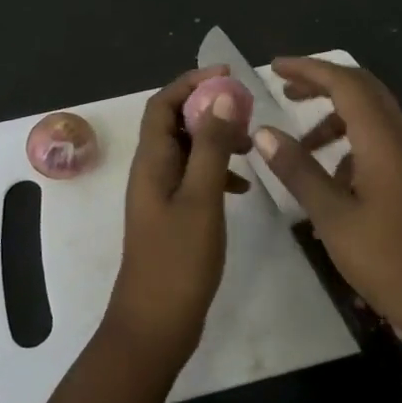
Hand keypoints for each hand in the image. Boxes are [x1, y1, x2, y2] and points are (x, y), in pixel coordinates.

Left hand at [104, 65, 251, 377]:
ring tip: (250, 147)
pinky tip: (242, 186)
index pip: (163, 103)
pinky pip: (193, 176)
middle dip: (208, 108)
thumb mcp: (201, 198)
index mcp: (152, 160)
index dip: (191, 82)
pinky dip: (216, 171)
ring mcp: (160, 194)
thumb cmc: (178, 261)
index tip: (227, 76)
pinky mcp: (171, 215)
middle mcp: (151, 170)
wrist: (154, 326)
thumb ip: (210, 147)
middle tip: (245, 110)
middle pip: (174, 122)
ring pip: (187, 149)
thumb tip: (220, 97)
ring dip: (215, 139)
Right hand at [256, 56, 401, 361]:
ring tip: (300, 144)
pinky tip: (333, 177)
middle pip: (361, 88)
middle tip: (284, 90)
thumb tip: (264, 132)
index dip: (308, 69)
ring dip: (335, 116)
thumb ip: (298, 170)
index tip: (274, 68)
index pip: (343, 82)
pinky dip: (352, 140)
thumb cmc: (392, 263)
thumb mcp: (334, 218)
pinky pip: (381, 139)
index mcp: (383, 138)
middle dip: (321, 82)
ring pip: (372, 114)